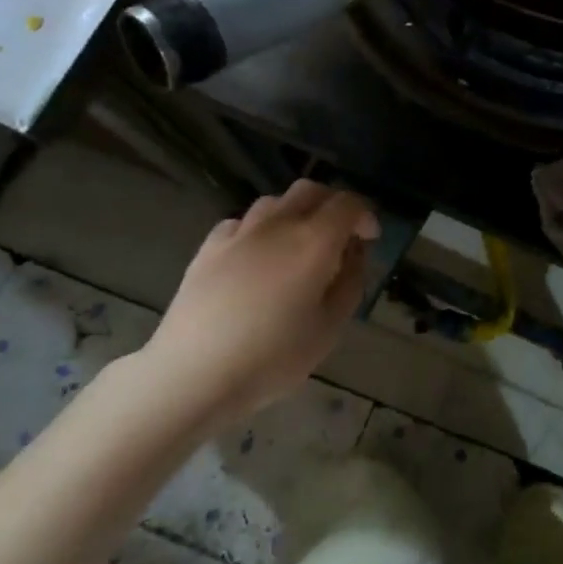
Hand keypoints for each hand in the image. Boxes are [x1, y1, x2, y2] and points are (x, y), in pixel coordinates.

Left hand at [139, 180, 379, 426]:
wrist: (193, 373)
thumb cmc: (272, 357)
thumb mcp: (330, 328)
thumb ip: (351, 282)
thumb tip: (354, 253)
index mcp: (314, 241)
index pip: (348, 204)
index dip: (365, 216)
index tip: (370, 239)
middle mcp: (278, 224)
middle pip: (311, 191)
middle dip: (332, 205)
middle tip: (340, 237)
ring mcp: (239, 232)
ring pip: (275, 202)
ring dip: (296, 213)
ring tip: (298, 246)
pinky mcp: (209, 247)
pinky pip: (243, 222)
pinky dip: (261, 230)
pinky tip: (258, 258)